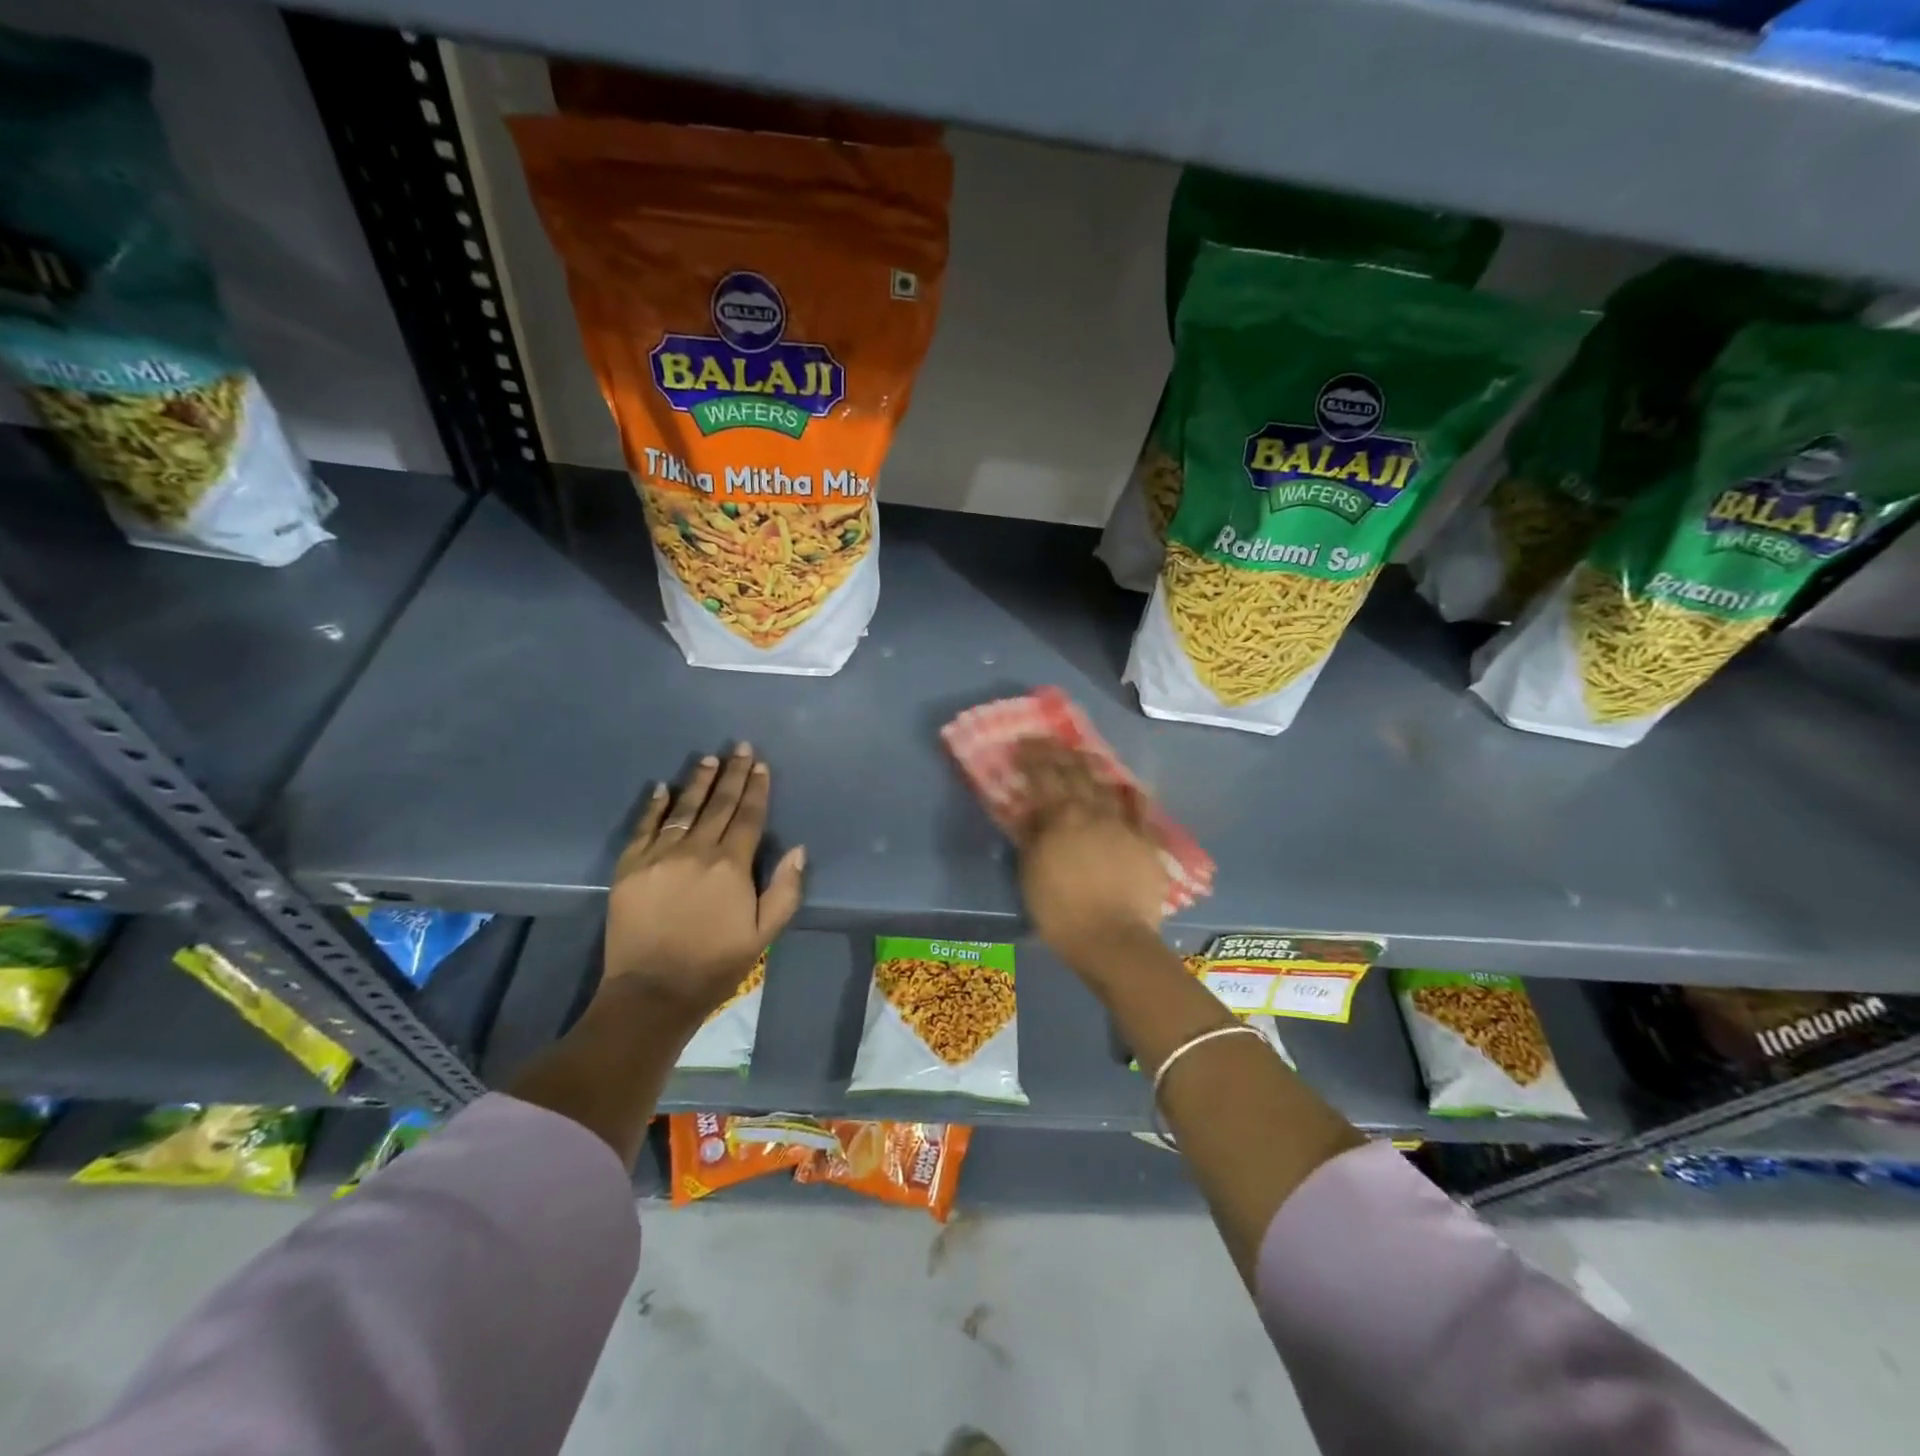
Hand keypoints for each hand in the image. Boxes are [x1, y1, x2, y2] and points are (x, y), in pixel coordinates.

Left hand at [603, 743, 805, 1022]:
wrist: (652, 991)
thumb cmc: (715, 964)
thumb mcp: (764, 934)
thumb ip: (785, 890)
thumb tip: (798, 849)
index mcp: (731, 865)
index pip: (748, 816)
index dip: (757, 788)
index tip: (761, 764)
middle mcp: (696, 851)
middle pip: (719, 805)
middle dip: (733, 774)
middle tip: (740, 747)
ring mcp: (659, 856)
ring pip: (684, 809)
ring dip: (699, 782)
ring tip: (709, 759)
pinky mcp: (630, 867)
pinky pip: (644, 827)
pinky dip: (654, 806)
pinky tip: (663, 788)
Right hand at [1008, 738, 1166, 966]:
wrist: (1112, 939)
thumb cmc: (1061, 911)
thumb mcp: (1031, 873)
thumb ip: (1031, 836)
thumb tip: (1029, 810)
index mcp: (1061, 818)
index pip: (1043, 777)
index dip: (1032, 757)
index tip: (1022, 744)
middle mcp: (1092, 812)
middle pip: (1075, 773)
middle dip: (1059, 753)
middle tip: (1048, 741)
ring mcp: (1123, 824)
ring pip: (1107, 785)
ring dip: (1092, 767)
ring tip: (1083, 755)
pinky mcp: (1146, 842)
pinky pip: (1140, 811)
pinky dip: (1132, 795)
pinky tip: (1128, 786)